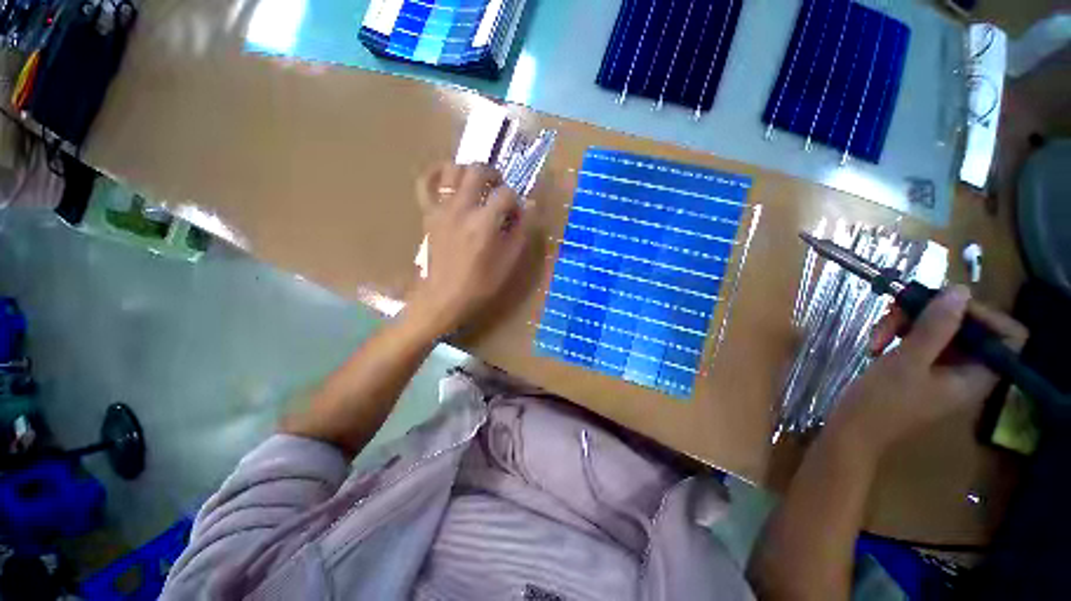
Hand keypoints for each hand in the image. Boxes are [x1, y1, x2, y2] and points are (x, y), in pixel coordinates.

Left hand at [405, 162, 531, 336]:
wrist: (444, 297)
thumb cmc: (480, 284)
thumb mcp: (509, 262)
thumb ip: (521, 231)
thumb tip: (530, 207)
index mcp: (484, 222)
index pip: (506, 194)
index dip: (516, 201)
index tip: (517, 214)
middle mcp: (462, 208)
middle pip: (478, 170)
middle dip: (494, 175)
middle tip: (500, 190)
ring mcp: (441, 208)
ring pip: (452, 169)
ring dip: (468, 170)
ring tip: (478, 184)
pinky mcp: (428, 213)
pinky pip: (425, 183)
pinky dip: (436, 173)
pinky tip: (447, 177)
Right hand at [826, 285, 1027, 461]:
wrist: (850, 429)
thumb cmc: (882, 402)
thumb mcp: (907, 362)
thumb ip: (936, 327)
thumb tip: (959, 290)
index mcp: (976, 375)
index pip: (1006, 336)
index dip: (982, 314)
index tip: (943, 305)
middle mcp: (965, 370)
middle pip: (965, 326)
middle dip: (929, 315)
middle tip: (895, 314)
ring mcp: (940, 369)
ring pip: (936, 329)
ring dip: (905, 324)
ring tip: (876, 337)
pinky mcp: (919, 368)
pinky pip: (918, 339)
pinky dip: (897, 335)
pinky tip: (875, 345)